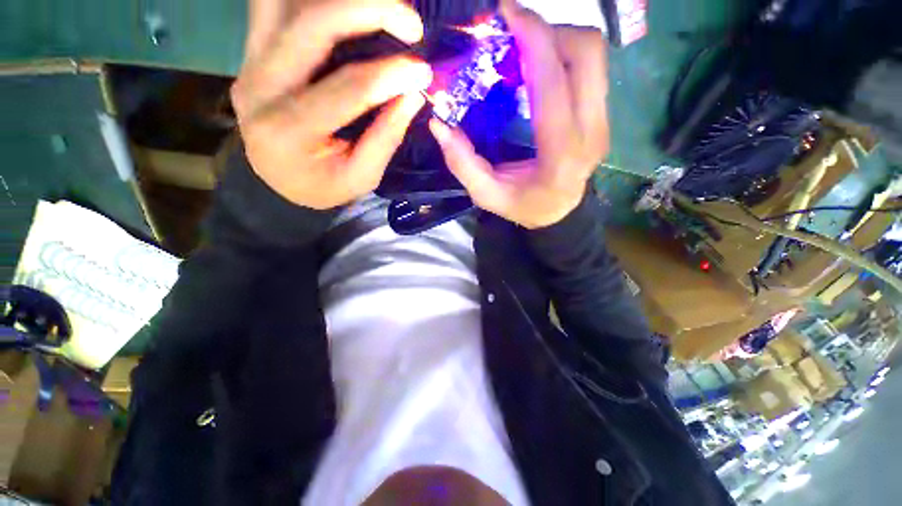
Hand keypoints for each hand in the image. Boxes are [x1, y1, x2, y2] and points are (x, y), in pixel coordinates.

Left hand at [231, 0, 432, 209]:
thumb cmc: (322, 186)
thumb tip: (413, 94)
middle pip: (312, 23)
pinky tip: (345, 10)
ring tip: (382, 9)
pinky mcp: (251, 51)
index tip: (424, 71)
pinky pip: (276, 5)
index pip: (347, 87)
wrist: (275, 181)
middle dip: (369, 10)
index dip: (391, 75)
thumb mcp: (361, 177)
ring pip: (286, 1)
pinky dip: (313, 0)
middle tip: (412, 23)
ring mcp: (248, 62)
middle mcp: (260, 87)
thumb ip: (386, 137)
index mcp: (290, 130)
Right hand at [428, 0, 608, 228]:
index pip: (554, 81)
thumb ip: (462, 163)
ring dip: (557, 41)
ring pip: (593, 56)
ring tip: (525, 52)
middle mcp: (591, 131)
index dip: (533, 36)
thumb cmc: (523, 207)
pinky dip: (563, 57)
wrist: (560, 214)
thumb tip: (439, 124)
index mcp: (561, 154)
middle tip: (514, 36)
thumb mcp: (487, 195)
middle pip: (586, 52)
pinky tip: (539, 70)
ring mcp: (603, 122)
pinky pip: (590, 70)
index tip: (507, 13)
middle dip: (548, 31)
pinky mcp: (603, 117)